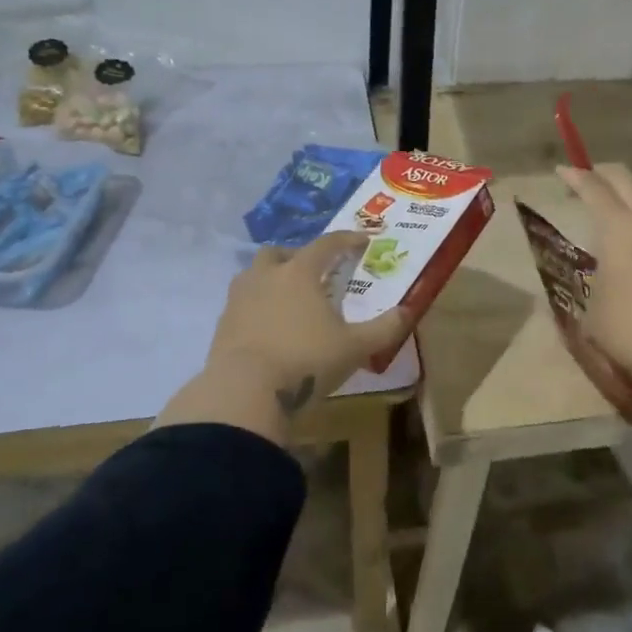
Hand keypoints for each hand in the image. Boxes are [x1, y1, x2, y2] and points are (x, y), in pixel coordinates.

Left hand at [158, 234, 412, 440]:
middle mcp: (266, 276)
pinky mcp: (223, 323)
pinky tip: (269, 326)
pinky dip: (257, 305)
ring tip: (289, 298)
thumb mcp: (355, 347)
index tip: (362, 241)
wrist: (245, 391)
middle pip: (280, 252)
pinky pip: (242, 302)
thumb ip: (384, 328)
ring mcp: (239, 298)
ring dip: (272, 278)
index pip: (326, 244)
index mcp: (300, 272)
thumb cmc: (306, 360)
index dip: (346, 240)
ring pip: (255, 274)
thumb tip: (408, 311)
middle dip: (299, 256)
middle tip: (317, 273)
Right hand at [557, 163, 631, 401]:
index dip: (575, 177)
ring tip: (614, 223)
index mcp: (620, 228)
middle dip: (604, 174)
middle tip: (587, 179)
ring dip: (629, 204)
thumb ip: (583, 292)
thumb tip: (581, 287)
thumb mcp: (591, 316)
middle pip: (627, 181)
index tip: (562, 170)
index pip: (594, 188)